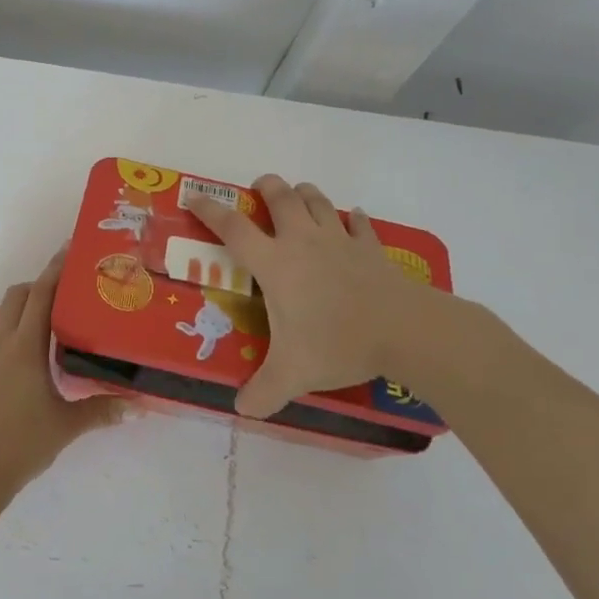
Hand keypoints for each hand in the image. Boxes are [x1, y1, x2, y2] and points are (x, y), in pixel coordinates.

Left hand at [0, 248, 123, 500]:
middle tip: (57, 300)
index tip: (68, 252)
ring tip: (18, 328)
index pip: (41, 295)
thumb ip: (103, 410)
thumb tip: (140, 406)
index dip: (55, 271)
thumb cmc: (23, 443)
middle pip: (13, 298)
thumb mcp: (68, 425)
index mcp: (24, 347)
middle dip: (34, 290)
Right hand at [187, 174, 494, 417]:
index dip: (210, 211)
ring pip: (318, 201)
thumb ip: (262, 392)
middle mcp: (303, 242)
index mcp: (275, 264)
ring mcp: (340, 240)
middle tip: (260, 187)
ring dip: (305, 194)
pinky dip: (353, 219)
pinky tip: (353, 219)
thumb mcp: (292, 374)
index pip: (233, 229)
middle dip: (267, 187)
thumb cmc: (338, 343)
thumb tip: (241, 410)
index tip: (194, 197)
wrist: (405, 330)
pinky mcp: (371, 248)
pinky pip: (359, 224)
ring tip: (298, 196)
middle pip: (281, 198)